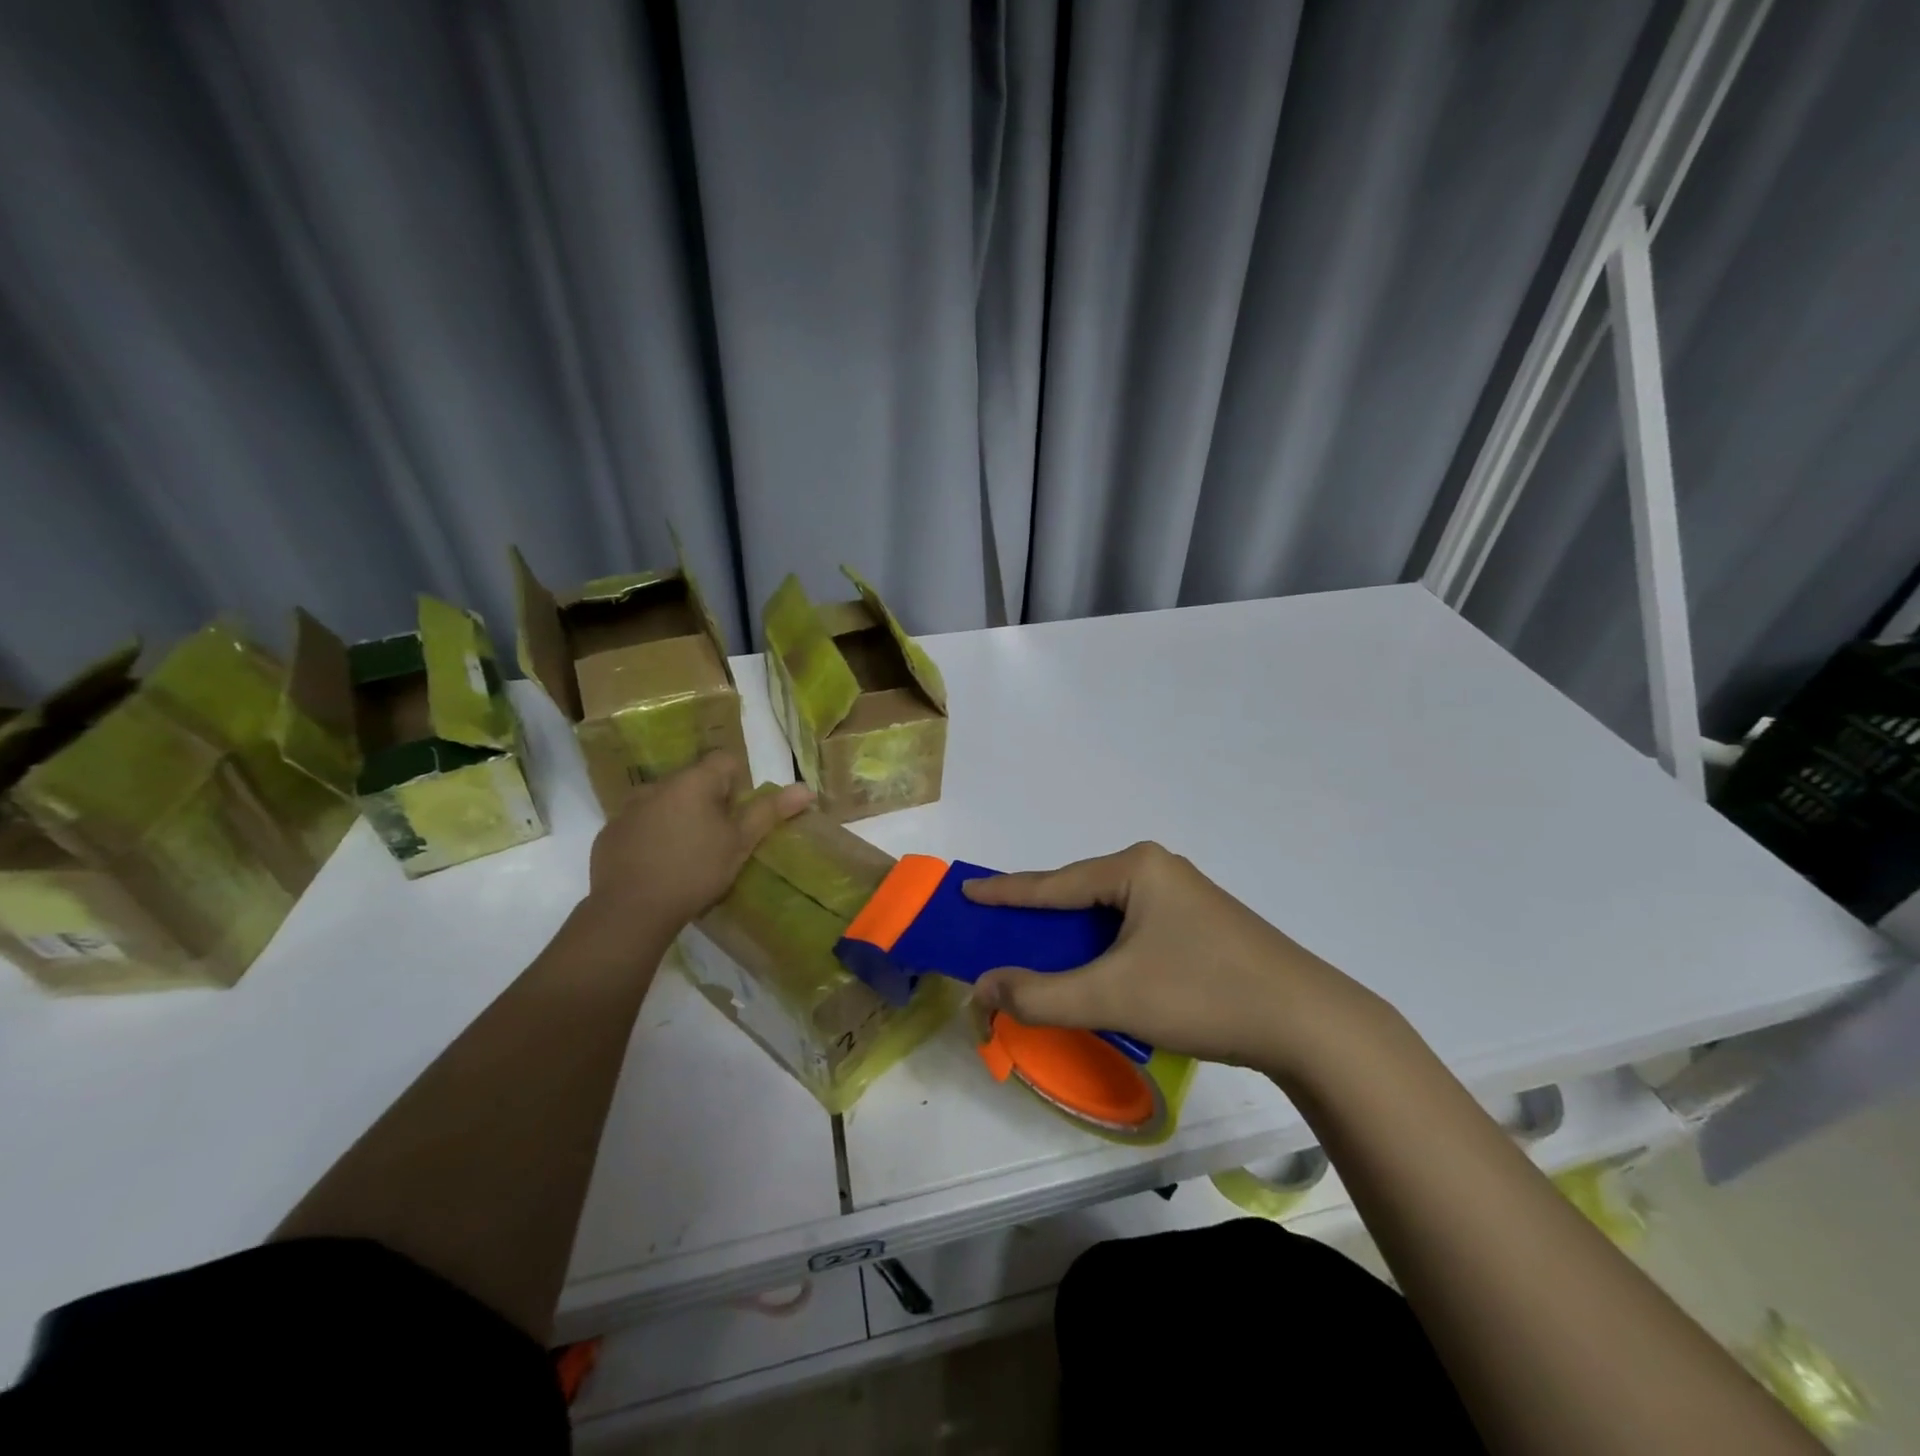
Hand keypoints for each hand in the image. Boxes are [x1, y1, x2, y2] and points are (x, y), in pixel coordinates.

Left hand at [586, 754, 811, 933]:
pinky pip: (639, 825)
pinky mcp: (609, 834)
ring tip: (686, 855)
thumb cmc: (695, 871)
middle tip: (717, 840)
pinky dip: (651, 836)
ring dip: (678, 818)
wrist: (630, 912)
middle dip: (708, 803)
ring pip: (664, 802)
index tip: (738, 818)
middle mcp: (658, 785)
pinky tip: (657, 866)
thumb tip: (805, 788)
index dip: (739, 785)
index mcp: (693, 781)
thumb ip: (769, 812)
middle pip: (694, 781)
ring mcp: (628, 809)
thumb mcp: (739, 844)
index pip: (725, 761)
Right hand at [963, 842, 1388, 1078]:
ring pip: (1109, 913)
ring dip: (1073, 937)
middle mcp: (1158, 869)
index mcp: (1136, 867)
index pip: (1053, 882)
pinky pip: (1133, 928)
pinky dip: (1104, 948)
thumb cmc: (1202, 993)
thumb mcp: (1112, 996)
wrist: (1309, 1023)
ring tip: (1040, 954)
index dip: (1006, 892)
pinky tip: (1097, 970)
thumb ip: (1041, 995)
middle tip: (999, 929)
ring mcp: (1185, 896)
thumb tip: (983, 988)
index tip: (967, 890)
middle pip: (1080, 893)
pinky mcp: (1202, 925)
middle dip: (1040, 916)